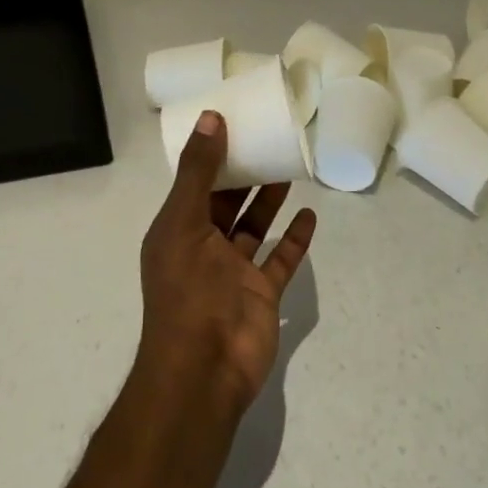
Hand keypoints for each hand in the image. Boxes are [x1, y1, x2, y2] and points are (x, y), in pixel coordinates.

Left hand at [137, 111, 317, 417]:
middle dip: (244, 173)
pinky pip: (280, 259)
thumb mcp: (184, 221)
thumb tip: (211, 117)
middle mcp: (204, 246)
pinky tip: (309, 214)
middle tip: (268, 139)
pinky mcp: (262, 293)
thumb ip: (198, 171)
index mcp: (178, 229)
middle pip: (226, 201)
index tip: (234, 123)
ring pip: (254, 226)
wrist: (204, 370)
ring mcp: (234, 271)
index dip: (212, 155)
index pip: (195, 183)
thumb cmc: (188, 290)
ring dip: (269, 199)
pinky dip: (294, 239)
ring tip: (289, 166)